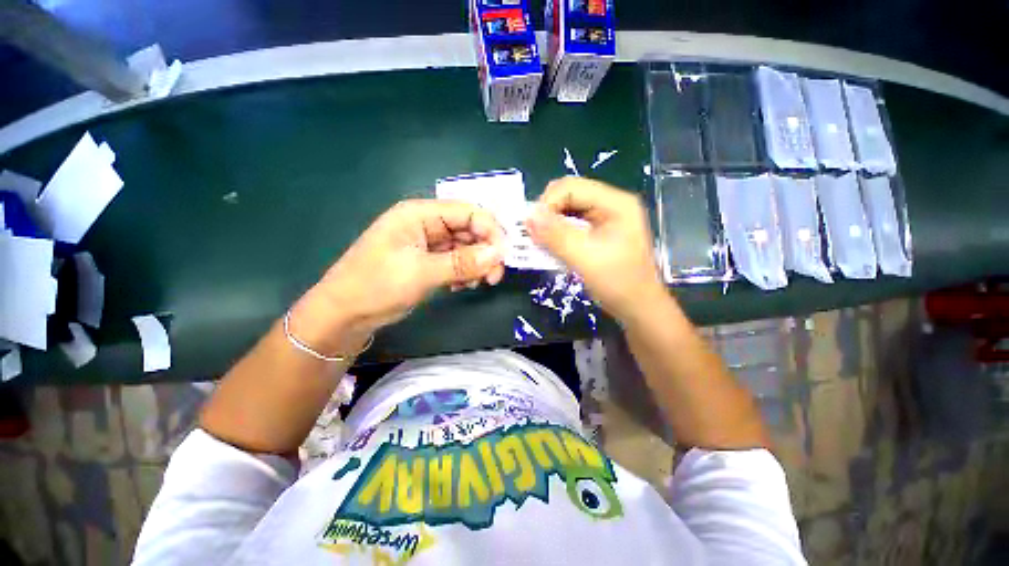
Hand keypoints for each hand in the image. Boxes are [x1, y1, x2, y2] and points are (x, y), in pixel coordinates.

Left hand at [290, 199, 505, 353]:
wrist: (345, 314)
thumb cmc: (376, 286)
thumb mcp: (421, 273)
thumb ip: (462, 262)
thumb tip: (499, 254)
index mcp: (420, 214)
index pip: (468, 212)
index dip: (490, 231)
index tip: (503, 257)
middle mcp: (426, 223)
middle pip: (469, 229)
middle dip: (485, 251)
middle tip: (493, 277)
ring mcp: (428, 243)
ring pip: (465, 247)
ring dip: (476, 264)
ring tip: (475, 284)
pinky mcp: (428, 260)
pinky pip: (456, 260)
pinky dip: (464, 272)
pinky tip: (461, 286)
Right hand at [526, 177, 666, 321]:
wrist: (637, 307)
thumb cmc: (618, 283)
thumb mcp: (585, 258)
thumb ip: (556, 236)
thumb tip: (528, 216)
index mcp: (616, 203)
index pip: (572, 187)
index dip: (548, 203)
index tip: (532, 227)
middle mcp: (610, 204)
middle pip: (569, 195)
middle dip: (547, 212)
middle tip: (533, 233)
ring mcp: (605, 218)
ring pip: (568, 210)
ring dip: (550, 223)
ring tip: (538, 240)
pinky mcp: (598, 232)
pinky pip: (571, 224)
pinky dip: (557, 233)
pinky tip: (549, 245)